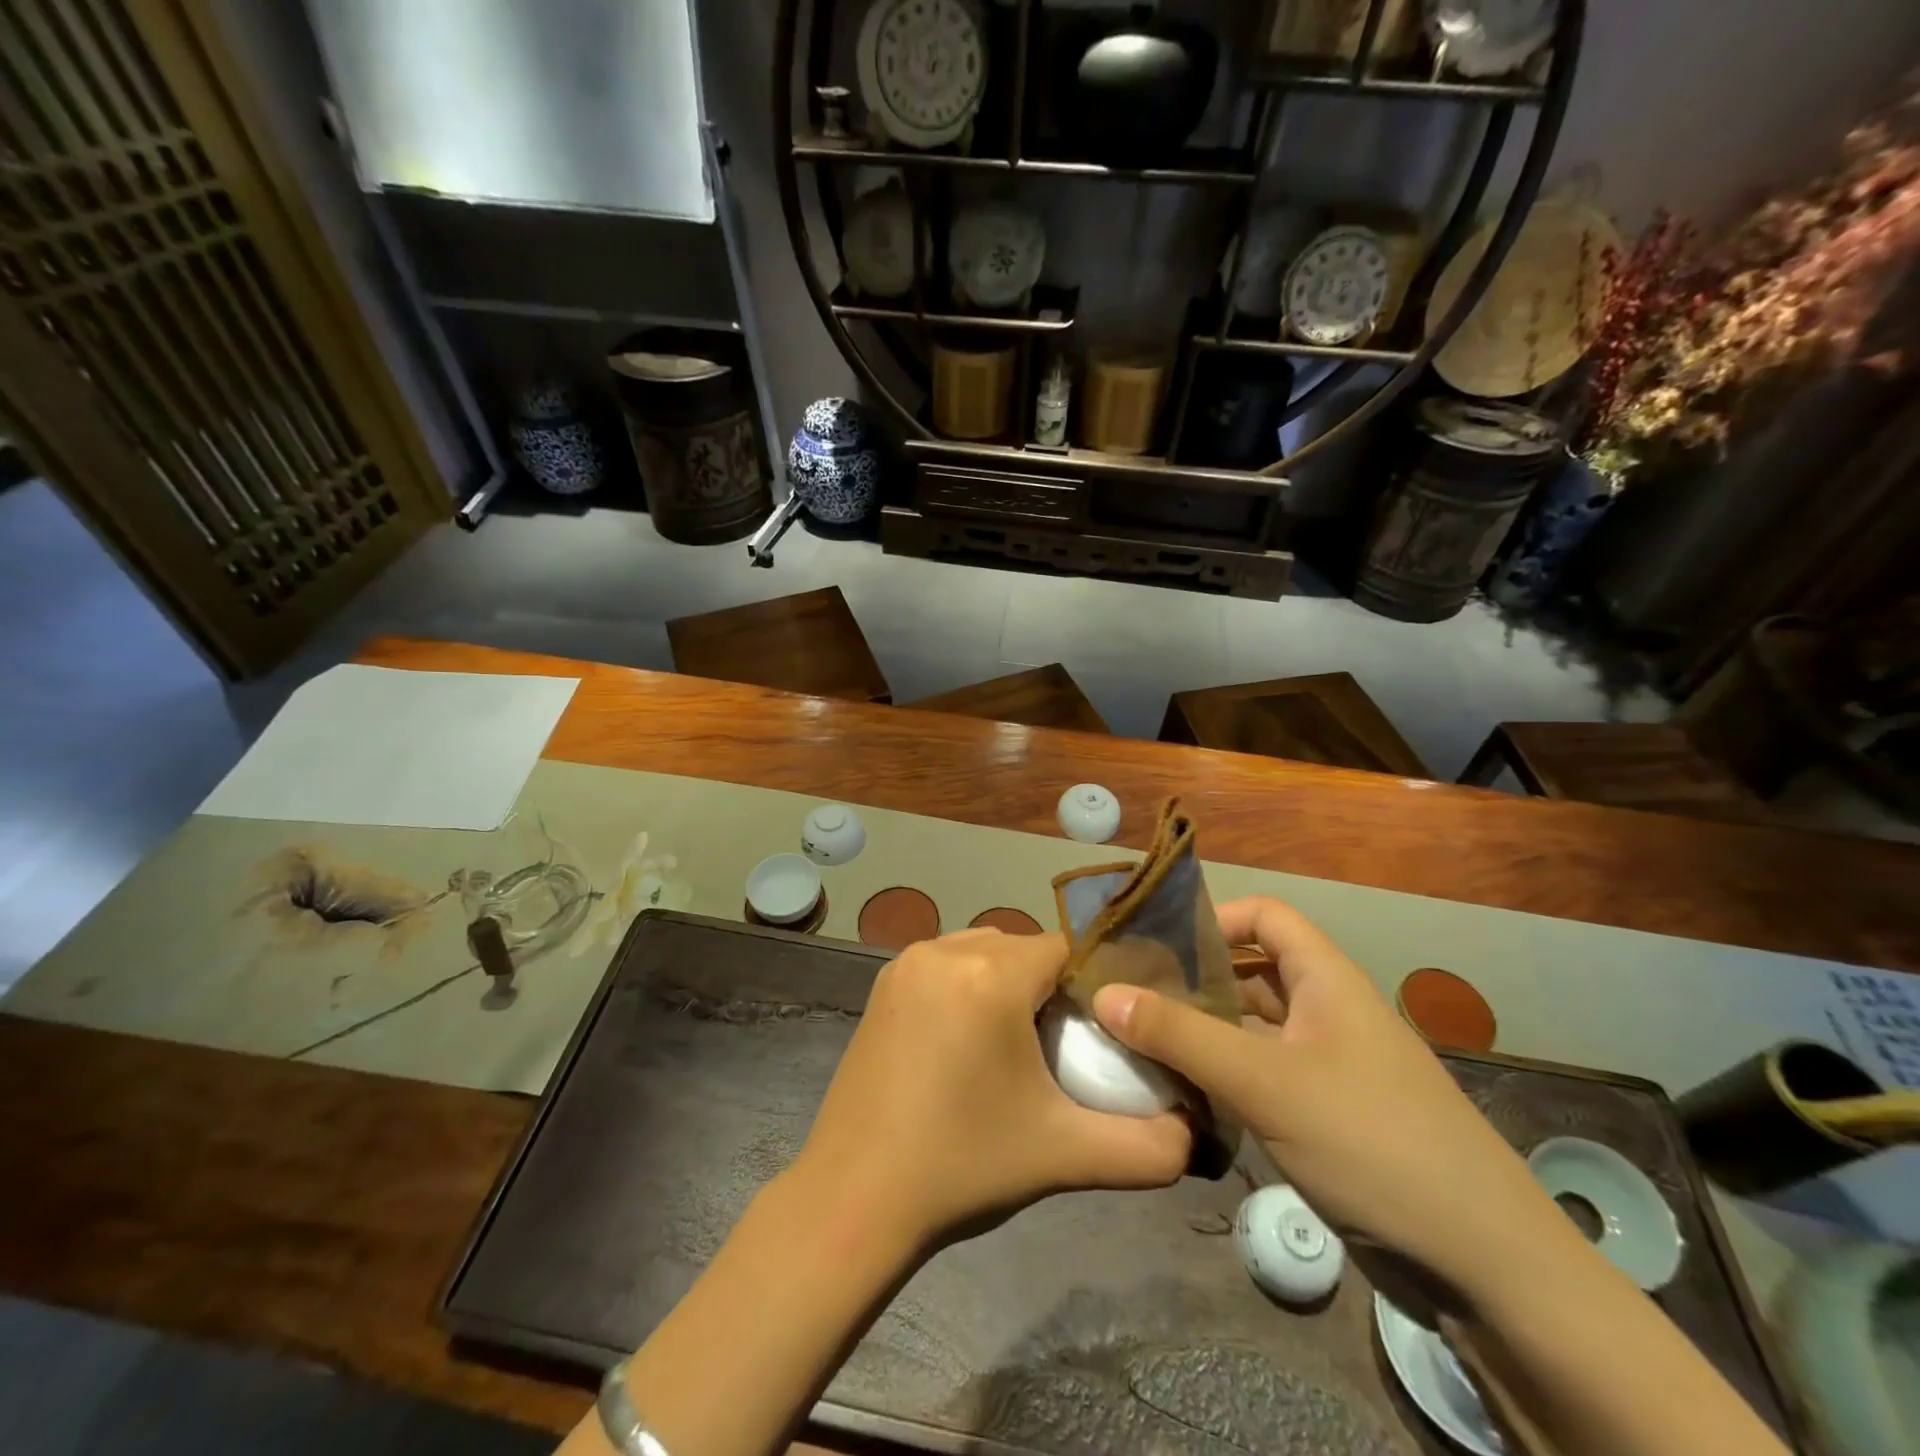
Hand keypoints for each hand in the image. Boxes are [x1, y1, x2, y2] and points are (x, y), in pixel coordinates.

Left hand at [796, 928, 1190, 1252]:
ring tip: (1018, 1044)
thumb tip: (1195, 1136)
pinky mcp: (883, 984)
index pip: (1065, 949)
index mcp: (989, 976)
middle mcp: (944, 951)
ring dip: (1009, 982)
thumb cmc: (962, 1168)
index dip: (1093, 982)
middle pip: (1024, 948)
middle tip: (1064, 1044)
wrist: (853, 1198)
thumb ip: (1149, 1147)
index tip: (1104, 1027)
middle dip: (1051, 985)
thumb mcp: (1065, 1155)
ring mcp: (906, 963)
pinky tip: (969, 1041)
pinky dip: (969, 985)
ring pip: (984, 950)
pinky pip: (947, 963)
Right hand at [1093, 897, 1564, 1298]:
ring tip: (1137, 1037)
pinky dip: (1221, 1074)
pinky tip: (1179, 1090)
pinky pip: (1260, 1074)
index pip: (1264, 916)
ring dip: (1201, 1029)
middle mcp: (1327, 1011)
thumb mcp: (1266, 1082)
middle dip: (1192, 977)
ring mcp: (1327, 1066)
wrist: (1484, 1267)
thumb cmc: (1373, 1143)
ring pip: (1251, 1027)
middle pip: (1250, 971)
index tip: (1154, 943)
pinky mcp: (1324, 1115)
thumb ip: (1181, 1035)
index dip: (1212, 917)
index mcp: (1327, 980)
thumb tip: (1104, 994)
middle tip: (1127, 992)